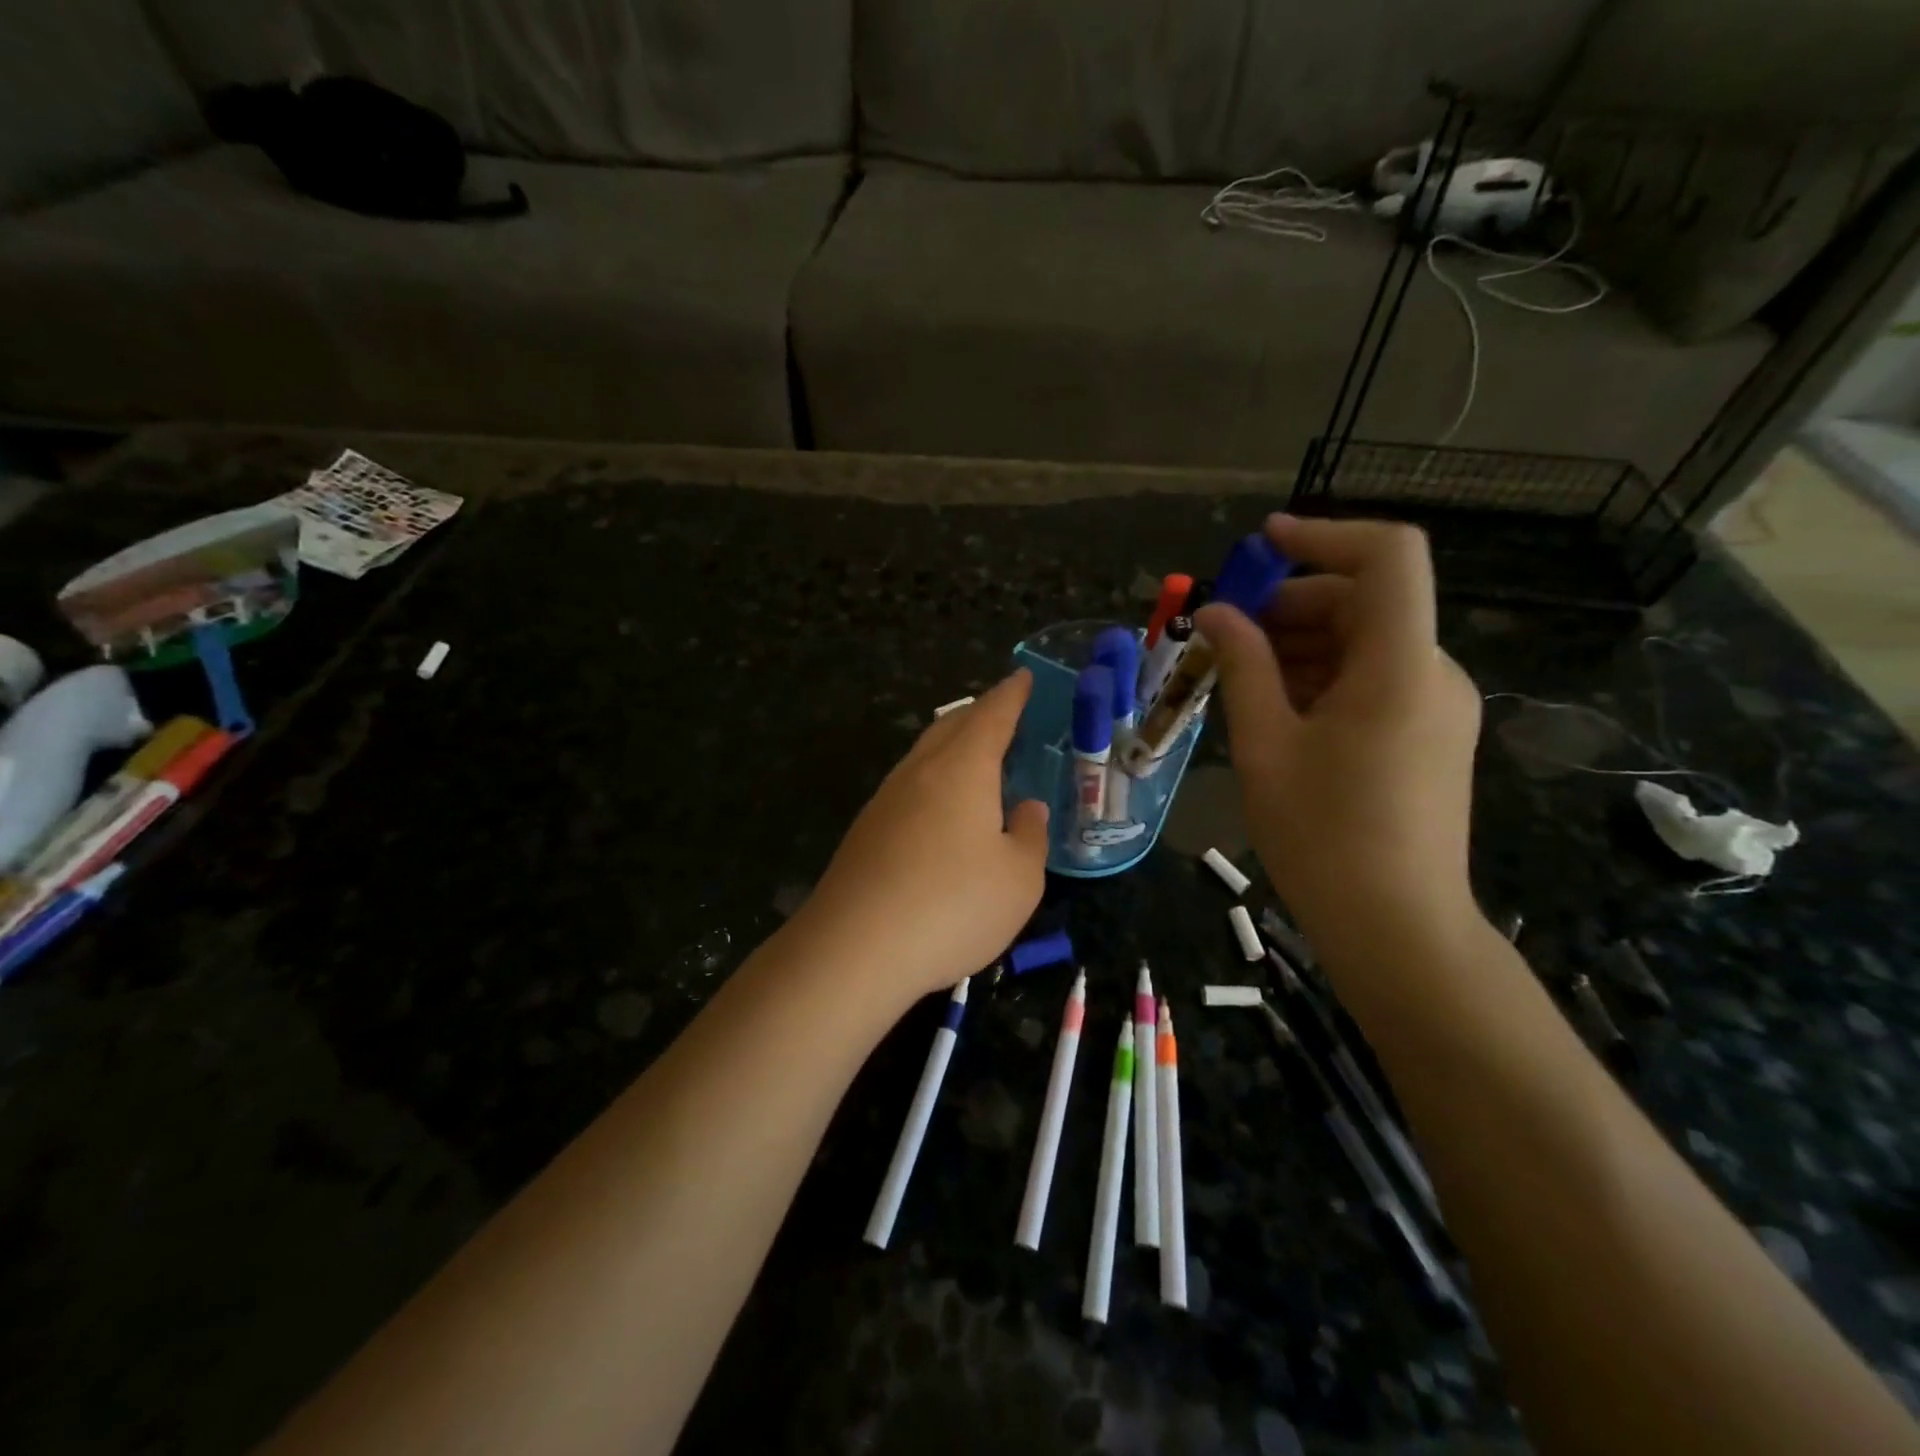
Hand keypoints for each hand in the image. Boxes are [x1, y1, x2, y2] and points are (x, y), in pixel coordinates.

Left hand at [796, 671, 1049, 1005]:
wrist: (853, 950)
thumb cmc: (952, 906)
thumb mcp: (1018, 879)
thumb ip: (1029, 836)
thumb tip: (1025, 809)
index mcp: (962, 768)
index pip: (992, 714)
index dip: (1012, 694)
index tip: (1023, 677)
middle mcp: (919, 772)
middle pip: (951, 726)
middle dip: (980, 714)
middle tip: (1005, 716)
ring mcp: (885, 801)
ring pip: (924, 757)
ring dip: (953, 749)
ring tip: (978, 763)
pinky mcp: (865, 833)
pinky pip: (909, 790)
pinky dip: (934, 784)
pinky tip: (942, 814)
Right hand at [1195, 515, 1482, 960]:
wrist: (1397, 927)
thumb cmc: (1322, 836)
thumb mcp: (1266, 746)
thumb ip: (1242, 667)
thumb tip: (1217, 614)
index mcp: (1399, 666)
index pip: (1389, 557)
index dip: (1325, 536)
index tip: (1262, 545)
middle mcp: (1433, 673)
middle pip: (1367, 601)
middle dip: (1291, 603)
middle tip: (1225, 636)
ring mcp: (1439, 706)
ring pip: (1367, 642)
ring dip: (1302, 643)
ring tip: (1239, 678)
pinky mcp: (1432, 735)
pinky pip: (1376, 679)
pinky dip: (1325, 676)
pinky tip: (1278, 711)